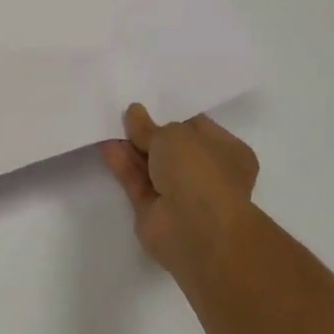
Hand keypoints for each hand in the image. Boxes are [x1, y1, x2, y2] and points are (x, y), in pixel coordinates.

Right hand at [99, 104, 258, 282]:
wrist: (195, 229)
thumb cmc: (198, 171)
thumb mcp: (172, 135)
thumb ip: (149, 126)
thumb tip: (134, 113)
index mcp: (227, 151)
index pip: (197, 128)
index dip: (172, 115)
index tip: (148, 104)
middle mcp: (207, 173)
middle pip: (172, 148)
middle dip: (149, 133)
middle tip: (124, 114)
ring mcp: (181, 195)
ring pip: (152, 165)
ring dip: (132, 148)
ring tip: (108, 125)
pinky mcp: (155, 211)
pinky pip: (137, 182)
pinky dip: (123, 165)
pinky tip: (106, 146)